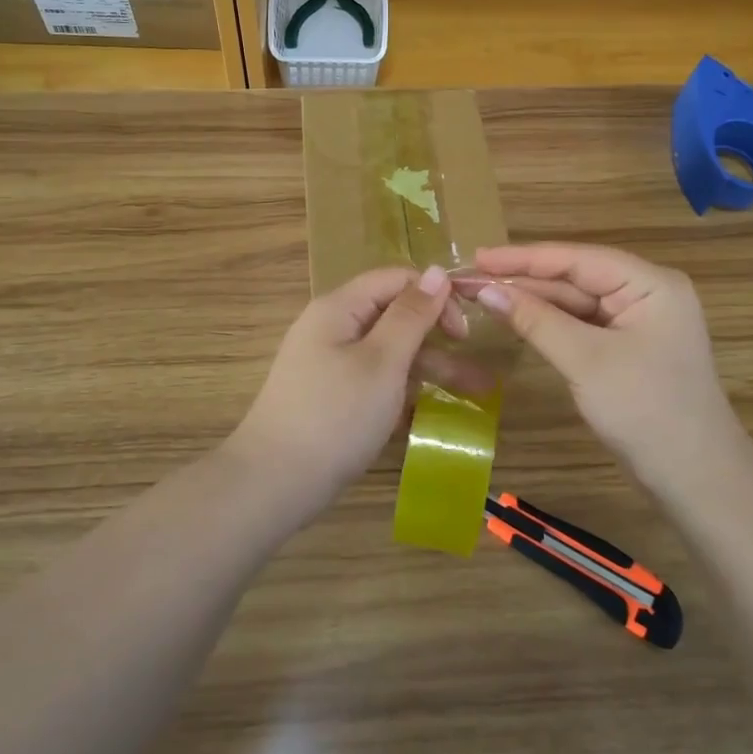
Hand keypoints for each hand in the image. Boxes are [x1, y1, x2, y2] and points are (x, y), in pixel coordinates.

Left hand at [228, 264, 457, 509]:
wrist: (274, 482)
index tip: (464, 333)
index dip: (435, 297)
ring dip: (430, 369)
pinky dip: (403, 390)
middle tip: (478, 373)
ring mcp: (330, 363)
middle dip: (439, 340)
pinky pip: (375, 380)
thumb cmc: (335, 416)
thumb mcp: (382, 362)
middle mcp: (333, 327)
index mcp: (340, 308)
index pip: (397, 280)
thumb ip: (411, 315)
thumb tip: (438, 271)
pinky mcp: (331, 396)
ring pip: (389, 353)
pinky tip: (431, 411)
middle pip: (395, 317)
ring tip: (476, 394)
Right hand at [470, 242, 747, 490]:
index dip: (524, 257)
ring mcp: (638, 321)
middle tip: (470, 278)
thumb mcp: (585, 360)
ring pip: (576, 302)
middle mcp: (646, 293)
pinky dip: (549, 323)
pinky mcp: (628, 347)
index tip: (478, 257)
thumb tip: (485, 290)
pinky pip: (582, 325)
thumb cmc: (645, 410)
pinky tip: (516, 318)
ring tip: (482, 295)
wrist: (696, 478)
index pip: (578, 258)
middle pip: (576, 277)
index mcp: (650, 283)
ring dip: (532, 301)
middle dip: (524, 280)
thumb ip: (535, 320)